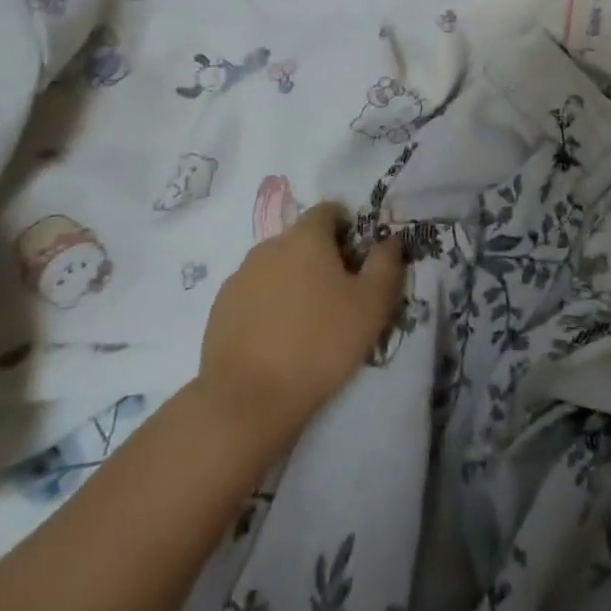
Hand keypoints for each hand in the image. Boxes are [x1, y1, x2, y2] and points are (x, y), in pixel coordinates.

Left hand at [191, 202, 403, 454]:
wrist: (247, 400)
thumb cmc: (320, 344)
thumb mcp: (372, 305)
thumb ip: (386, 263)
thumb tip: (390, 239)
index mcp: (305, 237)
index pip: (328, 210)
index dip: (348, 228)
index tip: (358, 260)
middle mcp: (269, 246)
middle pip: (302, 239)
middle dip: (321, 257)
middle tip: (339, 296)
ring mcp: (239, 277)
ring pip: (276, 267)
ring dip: (293, 281)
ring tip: (307, 322)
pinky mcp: (220, 309)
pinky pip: (254, 294)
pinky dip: (268, 305)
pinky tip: (278, 339)